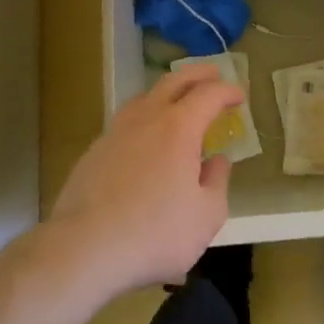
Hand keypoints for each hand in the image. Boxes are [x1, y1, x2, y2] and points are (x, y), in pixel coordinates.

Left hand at [47, 64, 238, 296]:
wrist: (83, 249)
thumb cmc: (154, 233)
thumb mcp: (206, 216)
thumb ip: (217, 182)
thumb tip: (216, 161)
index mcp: (179, 127)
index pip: (210, 94)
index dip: (228, 91)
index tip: (240, 96)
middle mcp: (147, 118)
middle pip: (175, 81)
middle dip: (198, 74)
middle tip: (213, 75)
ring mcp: (116, 131)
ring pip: (145, 96)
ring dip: (167, 91)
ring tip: (177, 101)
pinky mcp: (94, 151)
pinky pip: (126, 121)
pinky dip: (144, 117)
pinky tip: (144, 138)